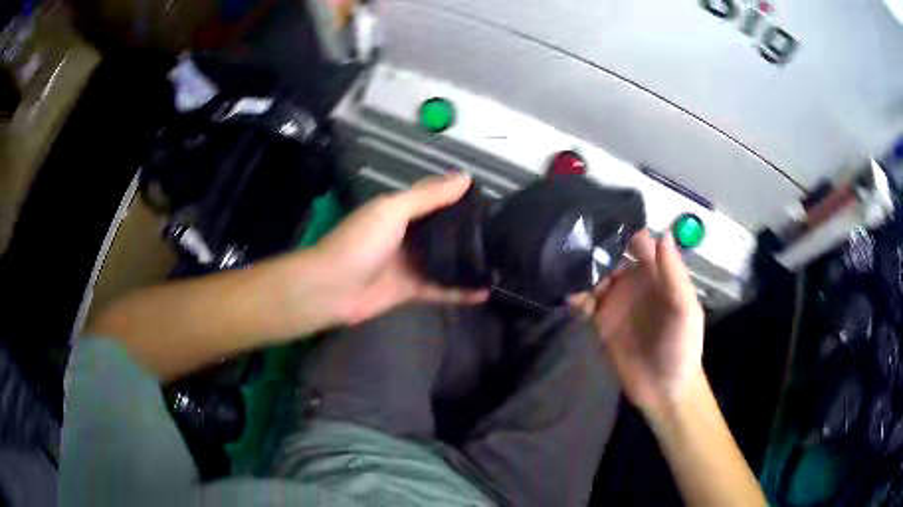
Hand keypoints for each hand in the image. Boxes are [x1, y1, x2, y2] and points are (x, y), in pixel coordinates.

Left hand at [306, 174, 488, 326]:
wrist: (331, 288)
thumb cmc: (360, 242)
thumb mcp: (392, 210)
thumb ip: (428, 196)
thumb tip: (465, 177)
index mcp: (400, 210)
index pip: (435, 198)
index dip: (459, 196)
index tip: (490, 198)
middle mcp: (407, 235)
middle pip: (443, 231)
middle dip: (469, 231)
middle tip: (503, 232)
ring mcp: (410, 264)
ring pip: (445, 260)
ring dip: (468, 261)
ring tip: (500, 262)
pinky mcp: (411, 290)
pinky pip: (441, 289)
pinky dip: (460, 292)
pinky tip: (485, 292)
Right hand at [573, 230, 704, 415]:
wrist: (665, 391)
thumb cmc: (682, 347)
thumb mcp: (684, 309)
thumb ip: (674, 274)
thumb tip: (662, 232)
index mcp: (657, 275)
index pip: (639, 243)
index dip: (624, 230)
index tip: (604, 218)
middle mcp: (634, 283)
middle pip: (611, 256)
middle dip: (596, 248)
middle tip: (575, 240)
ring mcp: (615, 303)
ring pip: (594, 277)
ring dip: (582, 271)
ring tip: (567, 266)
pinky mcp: (600, 324)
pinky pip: (584, 304)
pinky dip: (575, 297)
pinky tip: (569, 297)